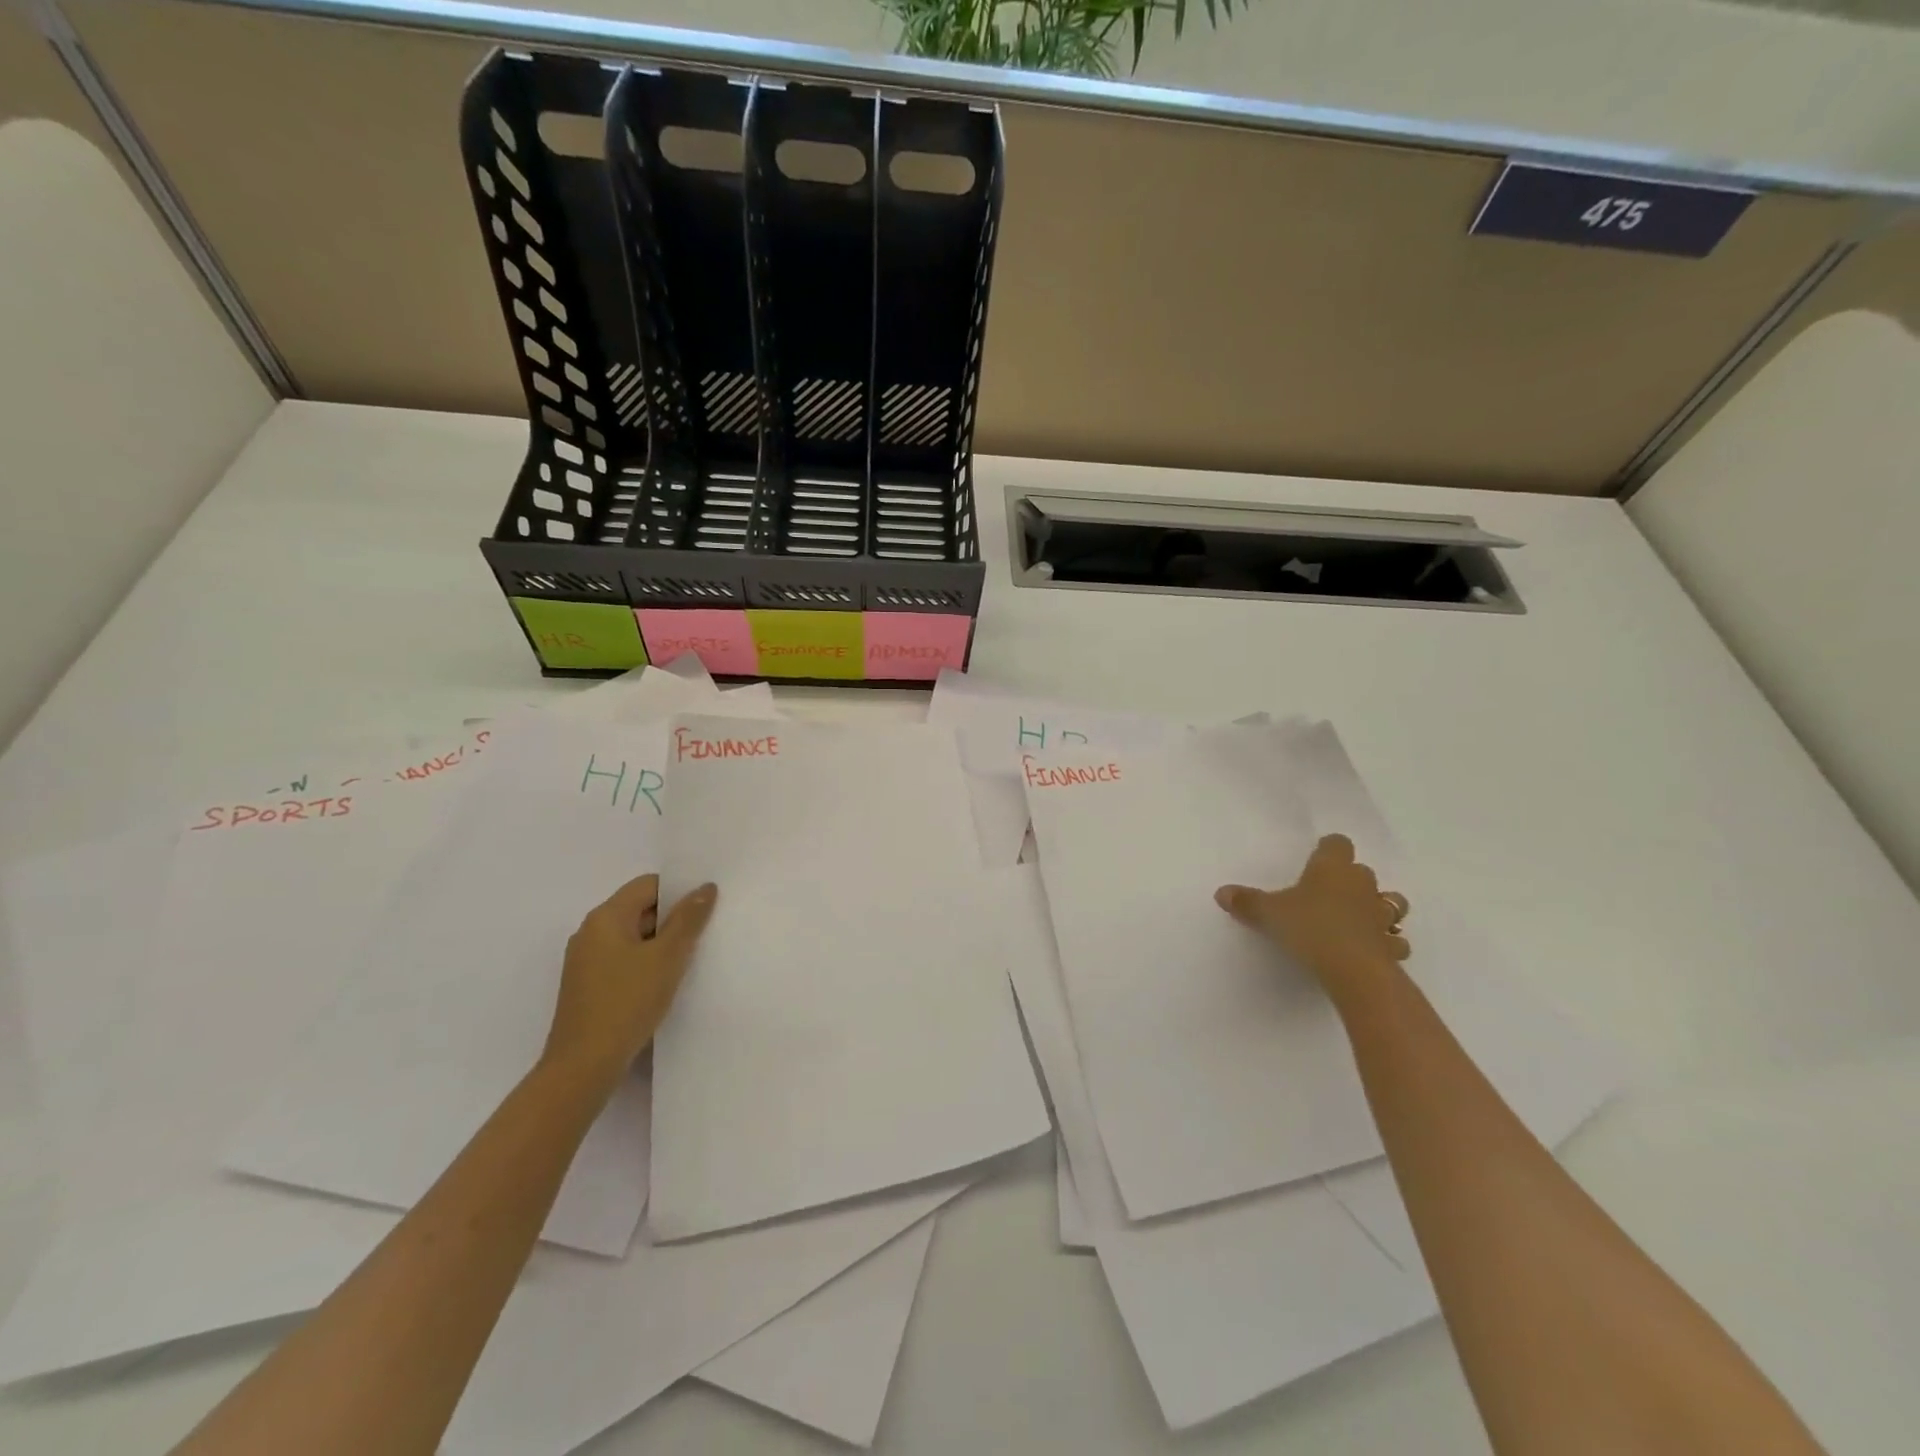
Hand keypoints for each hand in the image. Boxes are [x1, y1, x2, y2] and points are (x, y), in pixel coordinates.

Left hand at [541, 874, 717, 1088]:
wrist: (583, 1065)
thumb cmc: (627, 1002)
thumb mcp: (667, 957)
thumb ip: (688, 919)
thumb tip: (705, 887)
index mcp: (605, 917)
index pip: (648, 885)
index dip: (678, 891)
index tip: (705, 908)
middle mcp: (590, 932)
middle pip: (639, 909)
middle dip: (671, 919)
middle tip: (703, 934)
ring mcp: (585, 961)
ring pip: (632, 937)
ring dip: (659, 943)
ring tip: (688, 959)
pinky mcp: (587, 986)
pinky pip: (622, 960)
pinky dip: (644, 963)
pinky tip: (663, 983)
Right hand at [1215, 834, 1408, 1004]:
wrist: (1353, 969)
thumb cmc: (1309, 927)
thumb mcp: (1269, 914)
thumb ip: (1247, 902)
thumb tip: (1221, 893)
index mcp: (1332, 868)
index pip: (1337, 844)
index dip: (1329, 848)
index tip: (1318, 856)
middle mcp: (1362, 885)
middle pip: (1364, 871)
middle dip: (1351, 880)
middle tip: (1329, 893)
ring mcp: (1381, 915)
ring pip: (1390, 902)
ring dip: (1379, 907)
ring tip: (1360, 918)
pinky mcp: (1392, 945)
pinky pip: (1394, 940)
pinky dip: (1387, 942)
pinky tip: (1373, 950)